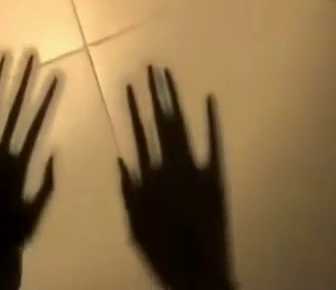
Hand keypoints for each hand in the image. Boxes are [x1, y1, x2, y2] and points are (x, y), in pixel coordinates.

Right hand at [119, 67, 233, 289]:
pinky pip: (214, 142)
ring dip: (174, 97)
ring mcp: (194, 167)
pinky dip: (211, 120)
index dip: (134, 107)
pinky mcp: (215, 175)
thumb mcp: (136, 231)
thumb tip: (120, 160)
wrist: (200, 280)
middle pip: (161, 120)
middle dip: (155, 92)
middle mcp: (171, 164)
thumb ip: (128, 194)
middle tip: (150, 66)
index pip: (139, 132)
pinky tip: (209, 97)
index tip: (129, 83)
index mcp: (152, 176)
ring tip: (167, 73)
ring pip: (181, 123)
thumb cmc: (165, 257)